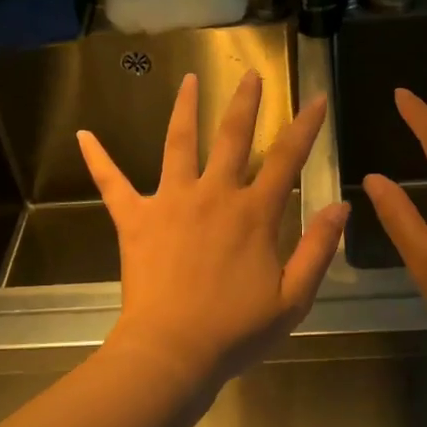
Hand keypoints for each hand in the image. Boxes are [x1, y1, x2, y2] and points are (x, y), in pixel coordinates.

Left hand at [79, 69, 347, 386]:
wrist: (172, 353)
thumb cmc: (237, 331)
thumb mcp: (294, 297)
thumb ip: (318, 248)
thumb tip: (341, 205)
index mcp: (254, 213)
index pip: (287, 158)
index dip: (305, 126)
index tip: (318, 97)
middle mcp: (214, 195)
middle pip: (232, 137)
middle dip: (245, 102)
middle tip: (250, 74)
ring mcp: (171, 202)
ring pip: (178, 144)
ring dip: (184, 109)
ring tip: (189, 80)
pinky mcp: (136, 219)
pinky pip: (113, 183)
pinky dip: (99, 159)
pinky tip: (84, 135)